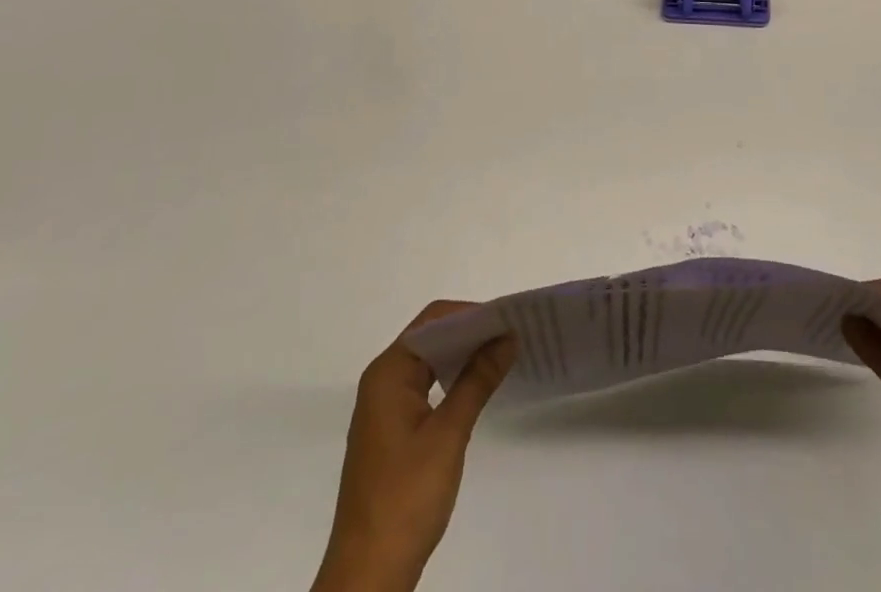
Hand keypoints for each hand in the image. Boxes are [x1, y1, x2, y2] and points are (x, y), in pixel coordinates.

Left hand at [313, 302, 516, 591]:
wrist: (368, 575)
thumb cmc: (406, 497)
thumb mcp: (448, 434)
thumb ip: (477, 380)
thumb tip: (507, 337)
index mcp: (388, 373)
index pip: (433, 321)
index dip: (471, 314)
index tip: (508, 318)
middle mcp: (383, 380)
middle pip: (430, 337)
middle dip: (470, 332)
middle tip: (512, 333)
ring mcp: (385, 407)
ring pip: (429, 362)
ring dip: (462, 355)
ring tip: (502, 354)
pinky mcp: (392, 430)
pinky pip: (425, 386)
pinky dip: (452, 379)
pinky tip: (477, 386)